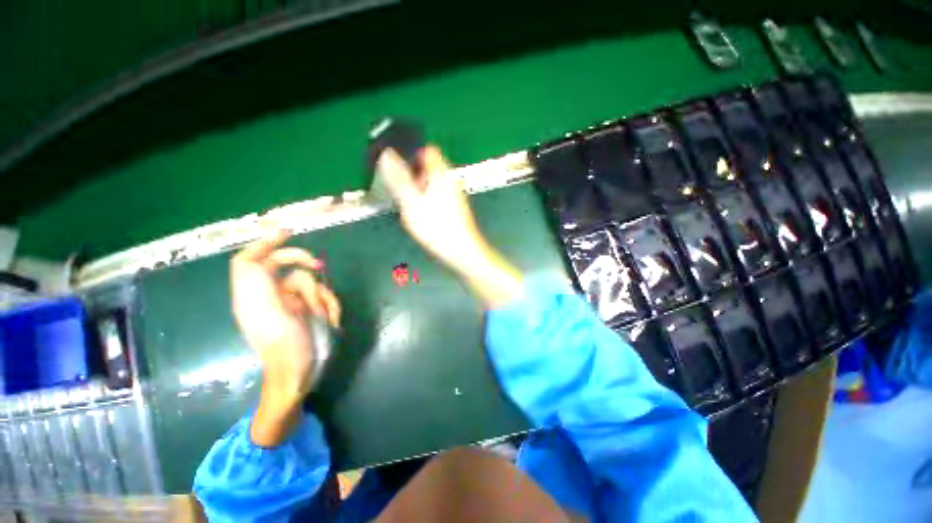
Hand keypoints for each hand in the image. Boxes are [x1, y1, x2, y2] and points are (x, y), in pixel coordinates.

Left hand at [230, 232, 340, 445]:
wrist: (301, 372)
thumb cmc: (285, 345)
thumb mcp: (267, 312)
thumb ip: (255, 282)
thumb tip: (255, 256)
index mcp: (253, 294)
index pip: (250, 260)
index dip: (265, 243)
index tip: (287, 233)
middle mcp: (271, 296)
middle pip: (286, 267)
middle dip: (304, 267)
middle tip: (319, 265)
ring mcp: (291, 305)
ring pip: (311, 283)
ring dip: (321, 298)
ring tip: (323, 316)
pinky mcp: (307, 312)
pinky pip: (322, 297)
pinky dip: (330, 306)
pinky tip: (331, 320)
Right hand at [377, 146, 522, 307]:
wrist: (461, 251)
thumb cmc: (436, 227)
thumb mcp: (411, 202)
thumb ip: (398, 178)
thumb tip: (387, 154)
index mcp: (441, 174)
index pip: (427, 151)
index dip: (411, 155)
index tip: (399, 170)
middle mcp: (450, 180)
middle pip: (428, 168)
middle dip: (412, 176)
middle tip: (402, 192)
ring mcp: (454, 194)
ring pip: (432, 184)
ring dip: (418, 190)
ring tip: (411, 206)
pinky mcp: (455, 208)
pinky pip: (437, 196)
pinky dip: (427, 201)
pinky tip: (422, 216)